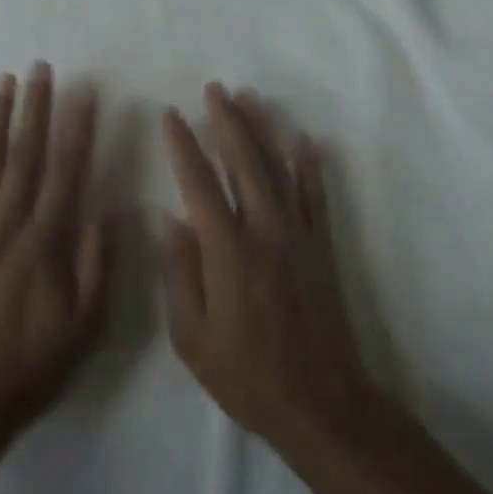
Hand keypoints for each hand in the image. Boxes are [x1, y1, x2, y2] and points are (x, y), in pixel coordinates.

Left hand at [0, 64, 110, 451]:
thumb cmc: (31, 364)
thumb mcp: (85, 326)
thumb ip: (98, 265)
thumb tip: (105, 210)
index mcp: (44, 241)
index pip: (66, 171)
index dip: (77, 128)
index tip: (85, 92)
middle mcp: (6, 223)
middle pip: (24, 154)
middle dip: (34, 108)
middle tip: (40, 68)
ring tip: (3, 82)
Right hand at [161, 84, 374, 446]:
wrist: (321, 404)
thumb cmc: (246, 375)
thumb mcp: (191, 336)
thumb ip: (179, 273)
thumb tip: (170, 219)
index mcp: (227, 250)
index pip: (199, 183)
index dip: (184, 146)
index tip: (171, 115)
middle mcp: (264, 230)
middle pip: (244, 162)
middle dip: (228, 121)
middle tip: (216, 89)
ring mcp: (298, 236)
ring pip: (279, 169)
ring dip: (264, 130)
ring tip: (250, 98)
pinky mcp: (322, 248)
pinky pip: (316, 197)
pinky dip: (311, 166)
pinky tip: (307, 140)